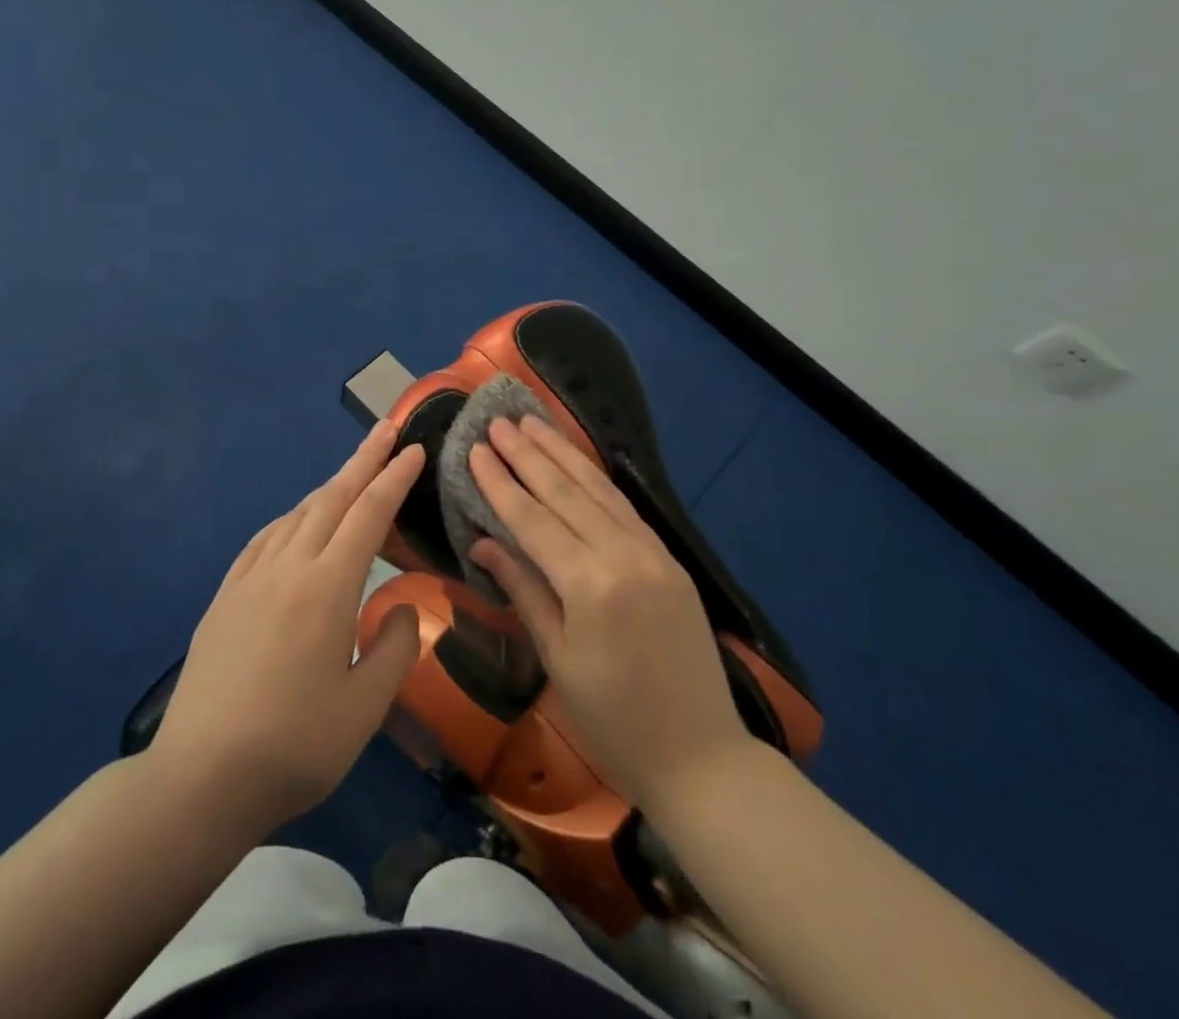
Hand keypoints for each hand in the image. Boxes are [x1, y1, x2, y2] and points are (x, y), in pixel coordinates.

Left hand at [150, 422, 423, 834]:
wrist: (200, 778)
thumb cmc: (294, 746)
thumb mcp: (365, 707)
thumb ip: (395, 648)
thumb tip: (402, 608)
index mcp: (326, 588)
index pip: (369, 515)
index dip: (394, 479)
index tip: (413, 450)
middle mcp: (287, 568)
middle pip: (331, 499)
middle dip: (363, 461)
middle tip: (386, 430)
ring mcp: (250, 579)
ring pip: (296, 515)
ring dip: (329, 488)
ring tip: (351, 475)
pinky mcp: (225, 597)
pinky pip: (264, 539)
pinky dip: (291, 519)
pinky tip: (295, 524)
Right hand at [468, 415, 750, 808]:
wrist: (702, 757)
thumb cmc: (614, 721)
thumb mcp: (558, 659)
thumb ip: (523, 590)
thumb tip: (483, 541)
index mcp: (590, 585)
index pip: (533, 519)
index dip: (501, 483)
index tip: (476, 449)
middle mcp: (624, 555)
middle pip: (566, 492)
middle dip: (528, 454)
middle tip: (498, 421)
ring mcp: (653, 553)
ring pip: (598, 490)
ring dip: (563, 453)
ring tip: (533, 423)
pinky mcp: (670, 558)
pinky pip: (624, 507)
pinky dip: (595, 479)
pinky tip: (577, 461)